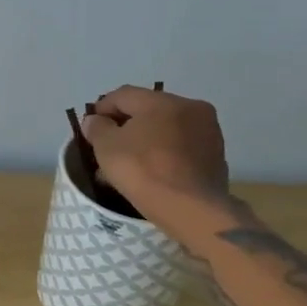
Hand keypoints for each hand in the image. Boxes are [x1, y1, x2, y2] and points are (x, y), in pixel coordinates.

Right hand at [81, 85, 229, 204]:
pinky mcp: (216, 157)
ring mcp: (208, 133)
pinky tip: (152, 172)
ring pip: (167, 129)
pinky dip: (164, 154)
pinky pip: (182, 148)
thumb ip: (97, 127)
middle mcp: (191, 108)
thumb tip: (96, 120)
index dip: (102, 108)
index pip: (124, 95)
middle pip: (148, 110)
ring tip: (128, 161)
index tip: (90, 127)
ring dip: (146, 140)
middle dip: (125, 125)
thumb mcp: (107, 147)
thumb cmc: (144, 171)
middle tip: (108, 145)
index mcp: (163, 101)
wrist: (192, 210)